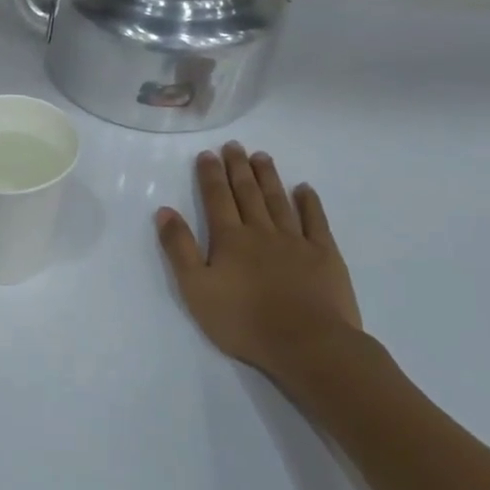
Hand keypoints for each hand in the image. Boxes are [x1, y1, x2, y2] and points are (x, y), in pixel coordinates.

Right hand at [155, 143, 362, 376]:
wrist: (307, 343)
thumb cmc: (243, 321)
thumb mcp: (196, 288)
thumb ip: (180, 248)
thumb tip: (164, 211)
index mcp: (229, 239)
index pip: (216, 199)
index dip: (210, 175)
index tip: (207, 154)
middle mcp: (261, 232)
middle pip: (247, 193)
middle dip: (238, 168)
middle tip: (235, 145)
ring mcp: (296, 241)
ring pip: (279, 201)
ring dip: (269, 178)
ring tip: (262, 157)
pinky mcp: (324, 255)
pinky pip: (316, 221)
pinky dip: (309, 203)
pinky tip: (304, 189)